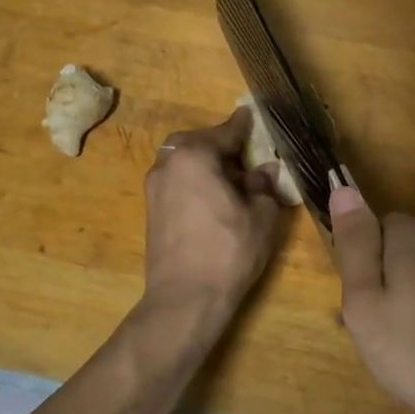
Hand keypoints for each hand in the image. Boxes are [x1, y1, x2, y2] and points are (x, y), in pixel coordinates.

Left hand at [142, 109, 281, 324]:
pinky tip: (213, 198)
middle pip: (197, 142)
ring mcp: (155, 187)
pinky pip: (176, 181)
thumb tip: (263, 171)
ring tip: (231, 179)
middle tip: (245, 155)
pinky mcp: (151, 210)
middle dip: (220, 145)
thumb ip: (263, 185)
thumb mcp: (261, 215)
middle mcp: (168, 163)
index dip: (243, 125)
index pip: (225, 132)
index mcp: (195, 155)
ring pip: (183, 161)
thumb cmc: (229, 251)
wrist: (185, 298)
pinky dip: (194, 180)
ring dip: (205, 163)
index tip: (251, 114)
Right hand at [328, 186, 414, 413]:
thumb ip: (354, 243)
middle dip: (389, 279)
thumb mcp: (364, 302)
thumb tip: (343, 187)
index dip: (365, 266)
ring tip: (410, 344)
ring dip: (413, 297)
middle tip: (383, 329)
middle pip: (402, 247)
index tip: (367, 305)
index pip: (375, 227)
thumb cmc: (414, 352)